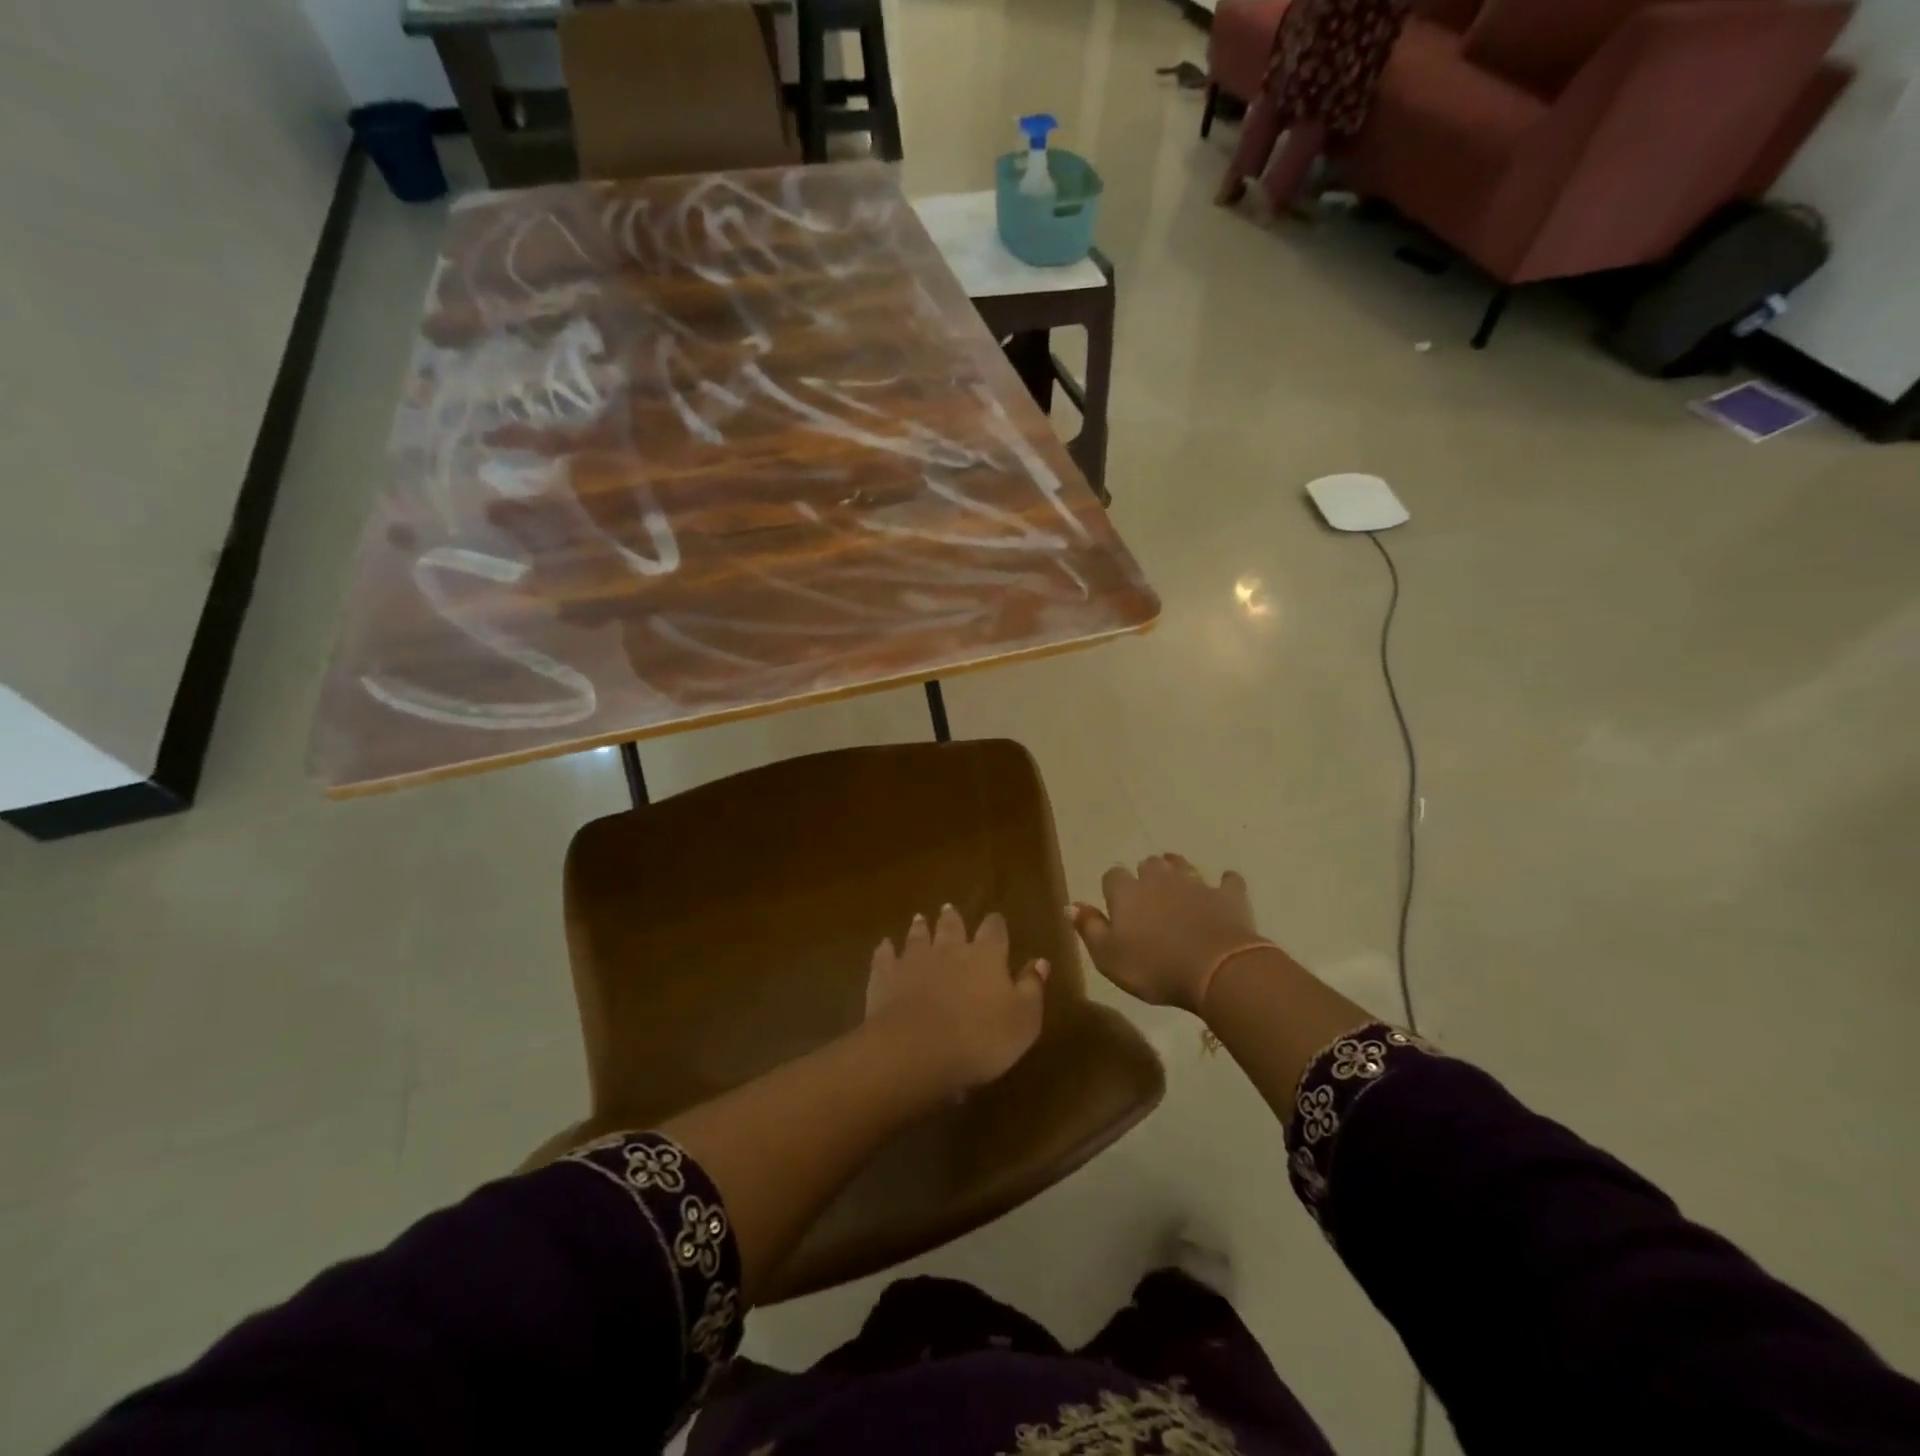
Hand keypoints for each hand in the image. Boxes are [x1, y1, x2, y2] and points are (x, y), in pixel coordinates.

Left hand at [865, 905, 1048, 1093]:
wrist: (916, 1049)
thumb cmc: (980, 1039)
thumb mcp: (1023, 1021)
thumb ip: (1032, 988)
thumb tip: (1040, 961)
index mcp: (986, 956)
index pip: (994, 931)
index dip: (996, 925)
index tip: (996, 920)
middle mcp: (950, 948)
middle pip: (952, 926)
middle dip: (953, 919)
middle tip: (949, 910)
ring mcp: (914, 959)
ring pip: (918, 936)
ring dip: (920, 927)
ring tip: (919, 919)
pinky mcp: (885, 975)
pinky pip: (886, 955)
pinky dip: (886, 949)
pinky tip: (885, 945)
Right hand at [1071, 855, 1268, 1013]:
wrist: (1216, 970)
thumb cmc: (1154, 968)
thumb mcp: (1108, 957)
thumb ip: (1089, 928)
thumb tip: (1071, 905)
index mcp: (1126, 893)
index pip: (1112, 876)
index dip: (1113, 887)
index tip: (1115, 903)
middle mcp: (1159, 880)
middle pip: (1149, 864)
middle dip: (1147, 874)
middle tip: (1148, 894)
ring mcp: (1196, 884)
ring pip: (1182, 865)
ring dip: (1178, 871)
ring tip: (1178, 884)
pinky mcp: (1228, 896)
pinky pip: (1228, 881)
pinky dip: (1225, 884)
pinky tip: (1224, 889)